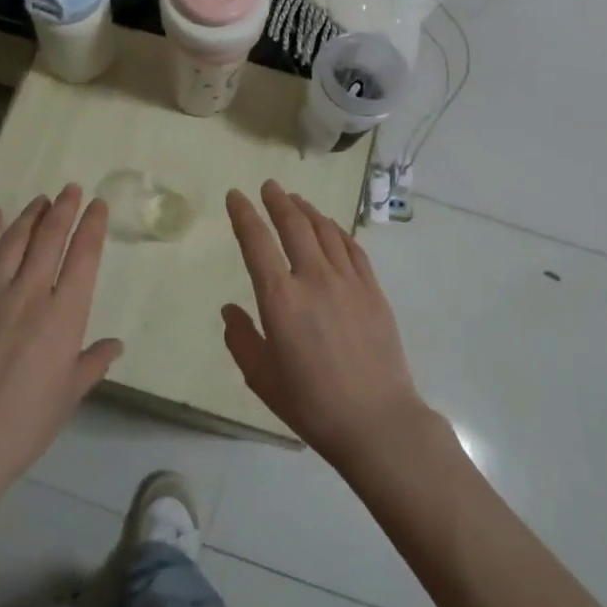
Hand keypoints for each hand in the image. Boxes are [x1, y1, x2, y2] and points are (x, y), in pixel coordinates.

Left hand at [0, 185, 119, 516]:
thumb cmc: (24, 425)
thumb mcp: (69, 396)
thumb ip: (92, 363)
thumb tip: (115, 345)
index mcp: (63, 316)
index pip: (83, 257)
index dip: (92, 226)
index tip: (97, 205)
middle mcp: (29, 294)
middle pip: (49, 239)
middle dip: (63, 210)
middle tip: (70, 190)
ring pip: (12, 242)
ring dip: (28, 217)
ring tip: (39, 200)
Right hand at [222, 181, 432, 471]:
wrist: (377, 420)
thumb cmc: (311, 404)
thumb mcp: (262, 377)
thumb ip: (241, 338)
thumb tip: (230, 309)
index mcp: (280, 299)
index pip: (256, 243)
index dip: (243, 214)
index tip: (236, 195)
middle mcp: (313, 278)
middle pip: (294, 225)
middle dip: (278, 201)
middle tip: (268, 186)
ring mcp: (348, 281)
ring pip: (325, 230)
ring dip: (307, 210)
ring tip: (296, 200)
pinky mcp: (373, 290)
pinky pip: (352, 248)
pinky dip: (337, 230)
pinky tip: (331, 227)